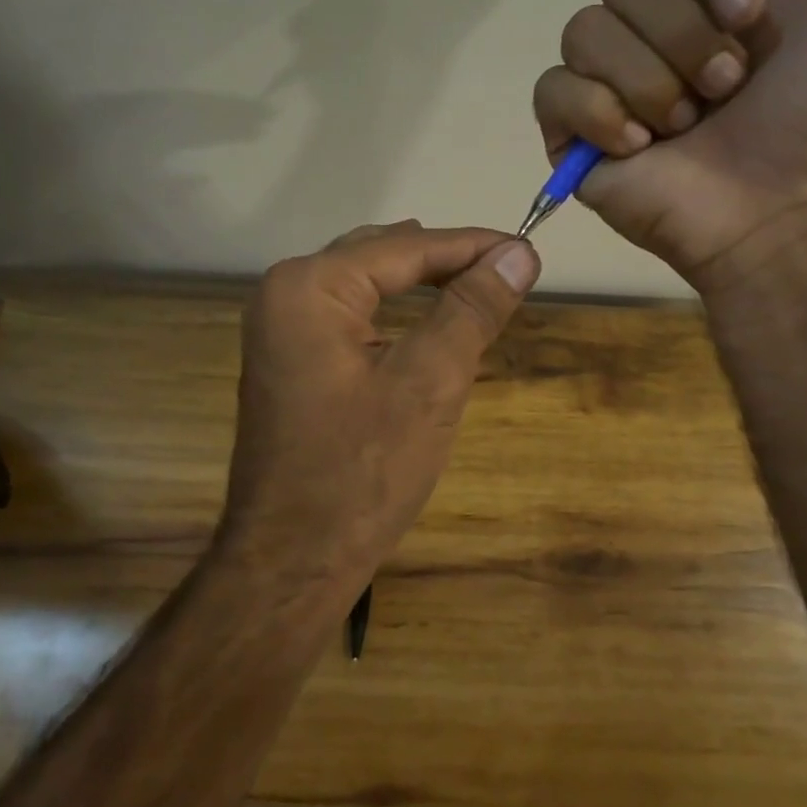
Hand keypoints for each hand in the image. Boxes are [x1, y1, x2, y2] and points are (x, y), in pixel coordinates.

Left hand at [217, 221, 539, 591]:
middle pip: (380, 256)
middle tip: (507, 271)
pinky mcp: (287, 360)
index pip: (405, 246)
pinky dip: (393, 313)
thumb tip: (518, 253)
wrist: (292, 562)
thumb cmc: (362, 471)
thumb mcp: (430, 382)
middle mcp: (284, 293)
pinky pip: (348, 316)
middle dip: (445, 261)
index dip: (471, 245)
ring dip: (419, 285)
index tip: (527, 248)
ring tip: (476, 288)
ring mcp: (279, 328)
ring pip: (363, 284)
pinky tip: (425, 324)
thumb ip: (472, 308)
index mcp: (309, 286)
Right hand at [531, 0, 806, 288]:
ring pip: (585, 30)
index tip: (750, 16)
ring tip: (686, 126)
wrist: (783, 206)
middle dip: (683, 34)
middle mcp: (650, 24)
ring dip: (649, 81)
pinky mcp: (570, 128)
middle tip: (726, 88)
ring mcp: (605, 77)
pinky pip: (554, 88)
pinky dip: (599, 113)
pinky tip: (637, 146)